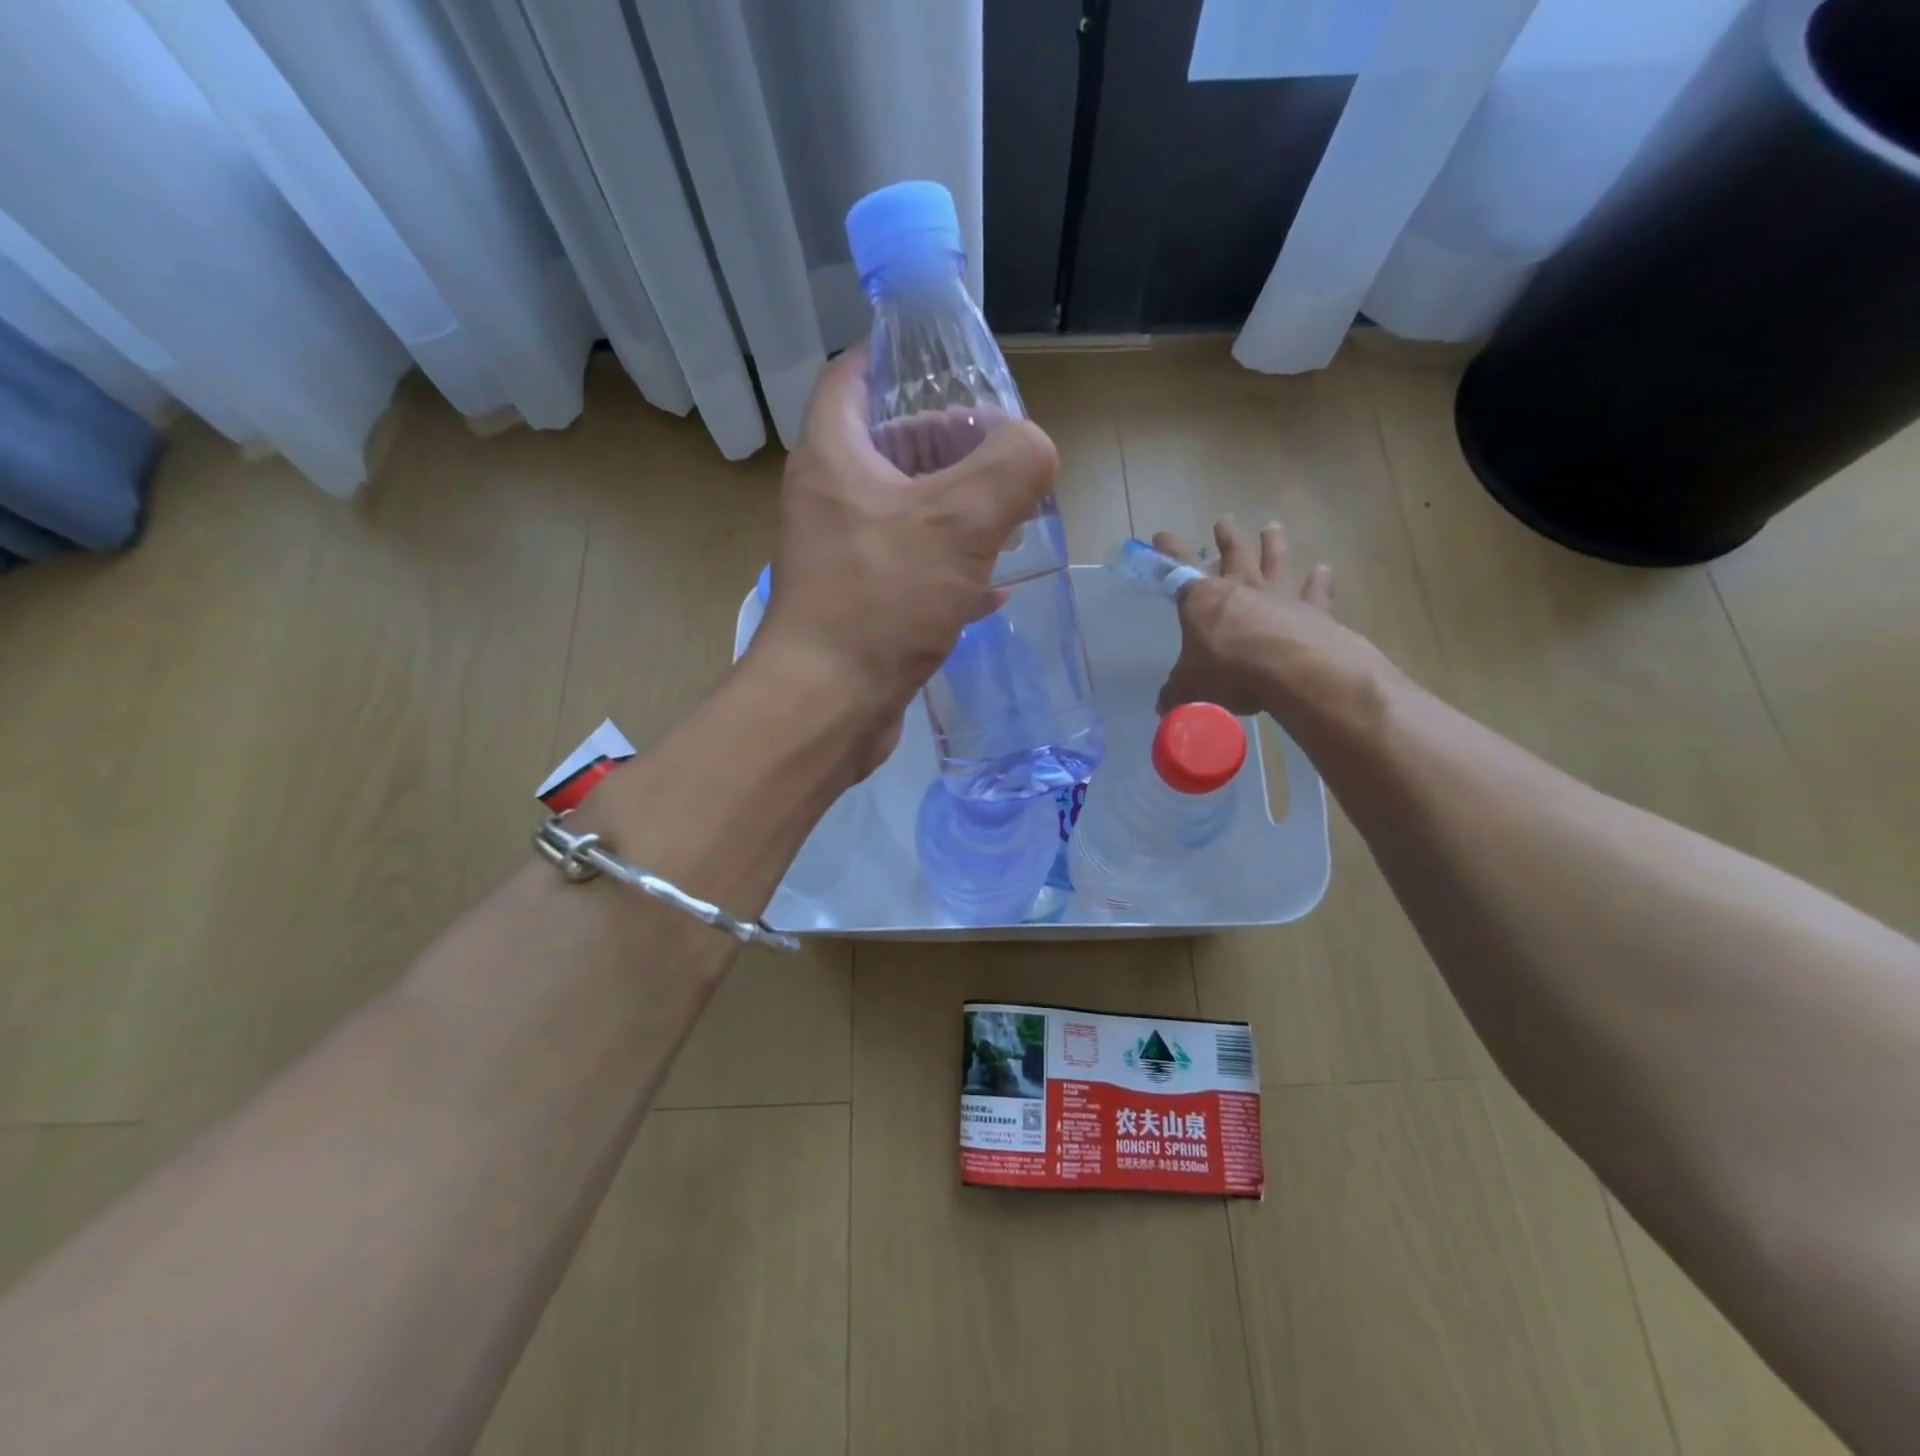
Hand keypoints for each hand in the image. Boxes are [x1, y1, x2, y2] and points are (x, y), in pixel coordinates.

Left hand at [753, 346, 1059, 770]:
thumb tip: (1036, 447)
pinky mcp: (860, 605)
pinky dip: (950, 570)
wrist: (828, 704)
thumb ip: (1010, 468)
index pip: (853, 376)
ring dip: (957, 509)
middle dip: (950, 443)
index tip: (951, 365)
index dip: (897, 358)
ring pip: (906, 512)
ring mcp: (842, 556)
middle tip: (1006, 453)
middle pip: (890, 445)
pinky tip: (992, 587)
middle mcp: (830, 500)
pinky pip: (911, 571)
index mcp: (835, 457)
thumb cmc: (882, 599)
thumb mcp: (959, 522)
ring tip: (1012, 513)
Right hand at [1155, 517, 1351, 716]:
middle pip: (1233, 554)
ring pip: (1275, 561)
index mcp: (1203, 600)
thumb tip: (1163, 706)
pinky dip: (1319, 580)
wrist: (1294, 671)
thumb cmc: (1230, 672)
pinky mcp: (1314, 610)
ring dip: (1272, 544)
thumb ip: (1176, 692)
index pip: (1179, 570)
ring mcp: (1280, 596)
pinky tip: (1323, 569)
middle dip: (1227, 538)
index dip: (1169, 553)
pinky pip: (1316, 590)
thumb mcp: (1190, 688)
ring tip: (1272, 527)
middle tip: (1224, 521)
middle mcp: (1241, 589)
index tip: (1161, 535)